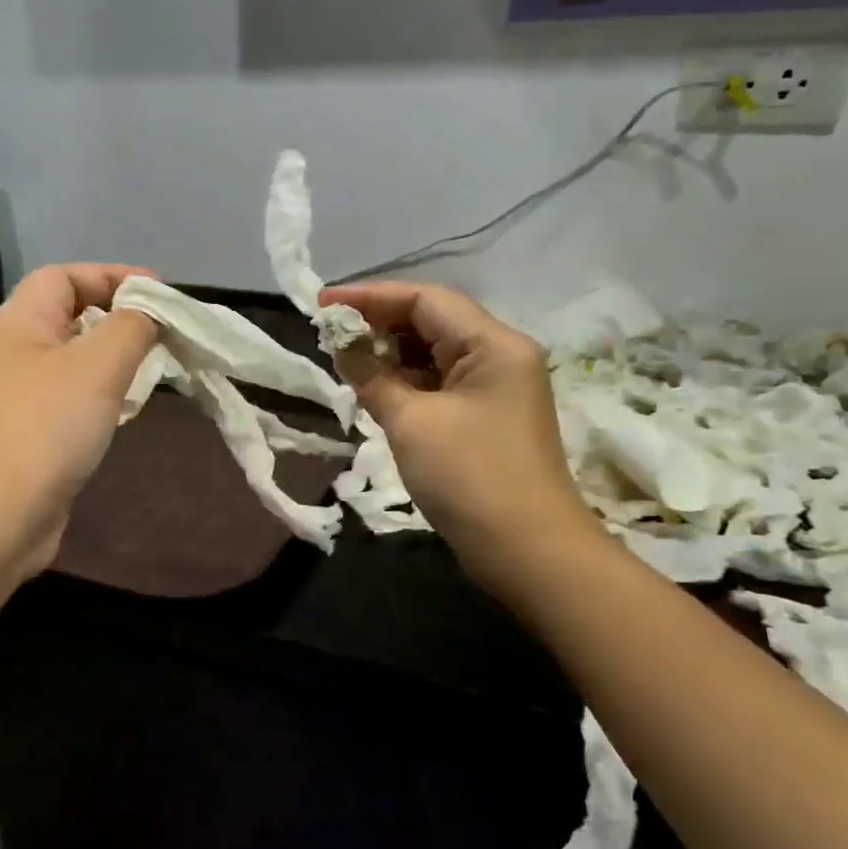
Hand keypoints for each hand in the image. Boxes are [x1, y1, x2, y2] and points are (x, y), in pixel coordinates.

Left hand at [0, 264, 158, 584]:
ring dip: (112, 358)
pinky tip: (124, 411)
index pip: (64, 276)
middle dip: (118, 318)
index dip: (113, 276)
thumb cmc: (45, 430)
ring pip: (71, 359)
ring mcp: (15, 396)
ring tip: (152, 370)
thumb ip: (132, 327)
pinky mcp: (26, 433)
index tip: (162, 295)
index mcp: (16, 323)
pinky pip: (69, 397)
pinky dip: (100, 394)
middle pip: (68, 315)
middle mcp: (9, 352)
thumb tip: (149, 312)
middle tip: (163, 335)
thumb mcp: (98, 367)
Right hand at [319, 281, 603, 590]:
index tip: (321, 303)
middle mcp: (500, 355)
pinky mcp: (486, 418)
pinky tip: (373, 389)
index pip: (425, 299)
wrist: (527, 551)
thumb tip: (342, 344)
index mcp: (493, 343)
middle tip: (328, 333)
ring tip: (343, 359)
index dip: (369, 297)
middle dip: (378, 324)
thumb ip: (372, 376)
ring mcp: (495, 388)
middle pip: (432, 322)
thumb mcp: (411, 422)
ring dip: (389, 355)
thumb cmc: (470, 477)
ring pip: (434, 354)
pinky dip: (405, 382)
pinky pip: (439, 384)